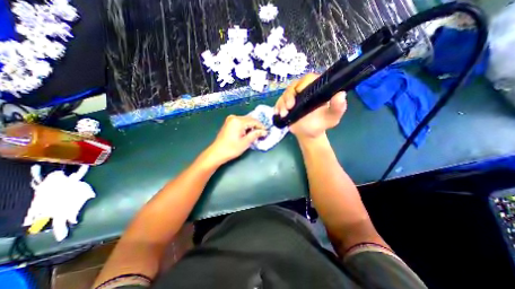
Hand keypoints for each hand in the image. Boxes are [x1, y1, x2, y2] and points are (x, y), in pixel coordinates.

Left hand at [207, 114, 267, 165]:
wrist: (217, 153)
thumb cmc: (231, 149)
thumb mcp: (246, 142)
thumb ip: (255, 134)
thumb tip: (264, 132)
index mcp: (238, 121)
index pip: (254, 121)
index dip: (261, 126)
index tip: (266, 132)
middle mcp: (234, 117)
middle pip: (250, 119)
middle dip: (256, 126)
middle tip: (262, 134)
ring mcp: (230, 119)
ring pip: (246, 121)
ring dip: (251, 127)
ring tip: (255, 135)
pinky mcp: (229, 123)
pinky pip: (241, 122)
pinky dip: (246, 127)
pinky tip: (248, 133)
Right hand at [273, 73, 344, 141]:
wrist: (307, 134)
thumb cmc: (320, 124)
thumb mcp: (331, 118)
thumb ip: (337, 108)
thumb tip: (341, 94)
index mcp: (316, 90)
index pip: (309, 79)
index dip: (303, 83)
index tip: (299, 92)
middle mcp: (304, 90)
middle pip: (293, 85)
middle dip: (289, 95)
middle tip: (289, 107)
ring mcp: (293, 97)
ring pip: (284, 94)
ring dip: (282, 103)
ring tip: (284, 114)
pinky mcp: (285, 104)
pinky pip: (279, 102)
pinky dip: (277, 107)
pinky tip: (278, 113)